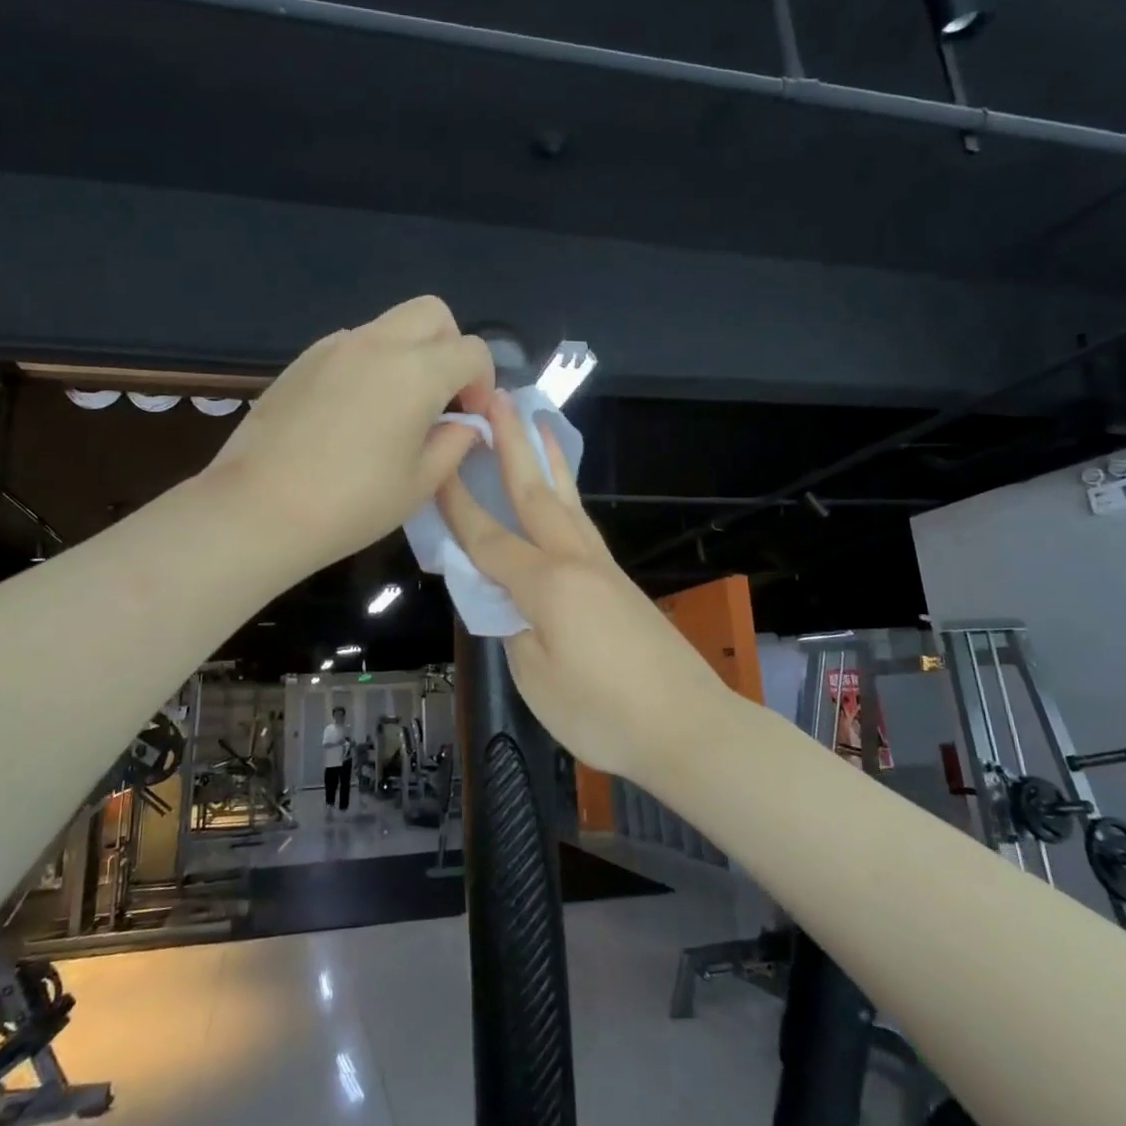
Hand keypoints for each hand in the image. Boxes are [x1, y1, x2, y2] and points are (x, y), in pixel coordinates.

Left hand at [207, 296, 492, 577]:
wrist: (259, 509)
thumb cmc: (352, 504)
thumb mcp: (420, 483)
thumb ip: (454, 443)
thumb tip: (465, 424)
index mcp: (416, 372)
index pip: (472, 351)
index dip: (483, 383)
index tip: (470, 418)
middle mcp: (377, 344)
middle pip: (432, 314)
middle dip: (450, 347)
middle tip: (441, 396)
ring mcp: (334, 347)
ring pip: (389, 325)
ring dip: (408, 353)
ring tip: (396, 407)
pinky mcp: (302, 360)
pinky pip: (352, 345)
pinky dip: (370, 363)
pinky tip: (354, 412)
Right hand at [437, 390, 728, 783]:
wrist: (688, 727)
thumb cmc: (603, 712)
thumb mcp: (536, 678)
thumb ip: (513, 629)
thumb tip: (509, 602)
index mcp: (547, 583)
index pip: (488, 536)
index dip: (458, 503)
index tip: (437, 462)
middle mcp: (576, 561)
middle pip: (535, 493)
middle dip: (513, 444)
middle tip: (497, 398)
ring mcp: (603, 569)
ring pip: (568, 501)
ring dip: (548, 459)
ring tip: (538, 422)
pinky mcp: (620, 583)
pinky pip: (583, 525)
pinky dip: (567, 496)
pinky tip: (562, 496)